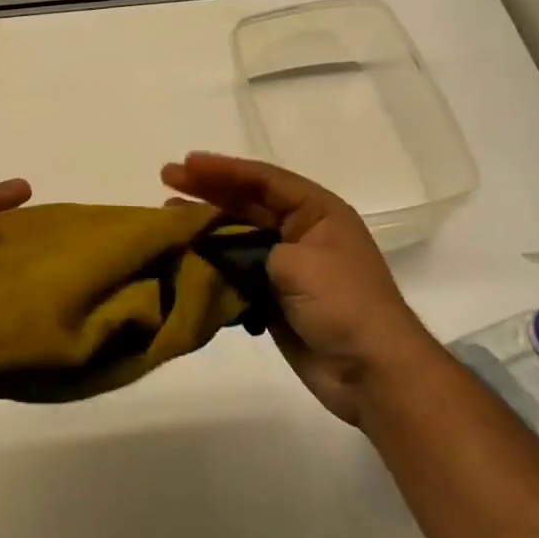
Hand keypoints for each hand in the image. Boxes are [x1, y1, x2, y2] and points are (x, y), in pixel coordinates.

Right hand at [162, 151, 430, 426]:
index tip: (186, 164)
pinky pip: (235, 270)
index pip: (263, 180)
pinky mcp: (274, 296)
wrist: (372, 373)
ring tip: (166, 215)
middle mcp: (301, 231)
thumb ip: (251, 248)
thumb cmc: (343, 304)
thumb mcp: (298, 263)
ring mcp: (287, 265)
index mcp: (317, 212)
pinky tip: (184, 258)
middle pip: (247, 202)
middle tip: (167, 178)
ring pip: (237, 235)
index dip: (223, 169)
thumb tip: (215, 249)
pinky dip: (211, 263)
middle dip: (207, 190)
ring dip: (204, 226)